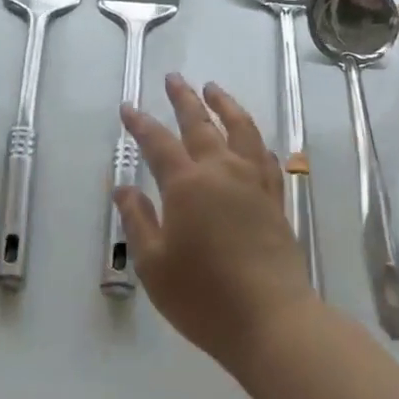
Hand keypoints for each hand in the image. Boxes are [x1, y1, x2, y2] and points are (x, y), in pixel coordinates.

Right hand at [114, 75, 319, 375]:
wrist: (272, 320)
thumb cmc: (203, 296)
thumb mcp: (154, 264)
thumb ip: (138, 221)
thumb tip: (123, 188)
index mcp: (187, 184)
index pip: (158, 142)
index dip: (140, 124)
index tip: (128, 107)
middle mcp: (221, 172)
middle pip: (201, 123)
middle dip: (184, 98)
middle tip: (174, 78)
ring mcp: (253, 183)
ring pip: (240, 129)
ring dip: (224, 105)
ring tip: (213, 88)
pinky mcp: (275, 199)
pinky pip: (265, 156)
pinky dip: (254, 139)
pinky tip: (251, 138)